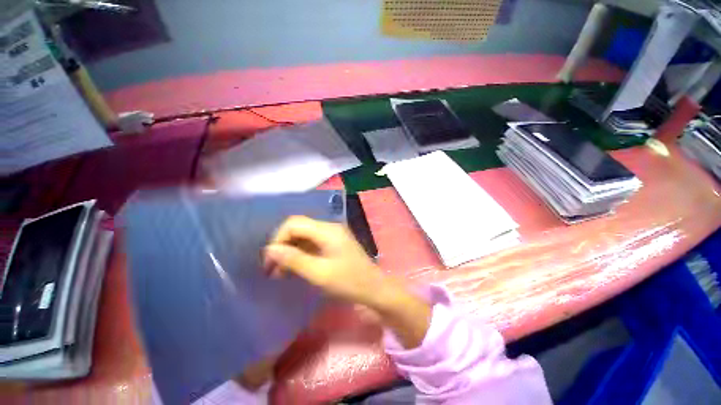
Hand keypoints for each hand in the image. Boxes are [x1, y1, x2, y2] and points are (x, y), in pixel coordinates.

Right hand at [263, 216, 385, 307]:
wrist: (374, 289)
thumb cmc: (349, 282)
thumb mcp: (319, 273)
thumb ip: (294, 259)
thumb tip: (269, 249)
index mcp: (327, 230)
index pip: (294, 224)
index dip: (278, 239)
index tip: (269, 262)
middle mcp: (329, 227)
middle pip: (299, 228)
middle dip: (283, 245)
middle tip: (272, 269)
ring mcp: (333, 235)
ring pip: (304, 236)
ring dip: (290, 251)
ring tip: (280, 272)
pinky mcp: (334, 243)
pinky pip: (312, 243)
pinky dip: (301, 253)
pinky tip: (294, 268)